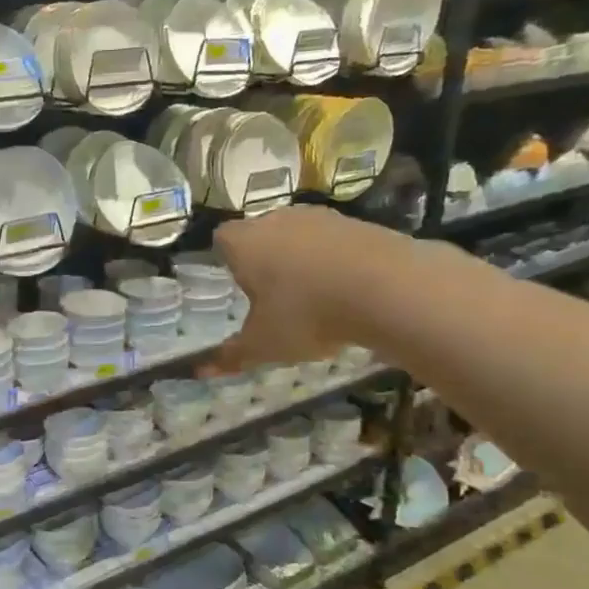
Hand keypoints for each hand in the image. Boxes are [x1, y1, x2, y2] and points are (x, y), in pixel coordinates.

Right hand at [202, 206, 406, 373]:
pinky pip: (334, 242)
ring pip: (299, 236)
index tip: (234, 284)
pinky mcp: (358, 223)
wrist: (387, 288)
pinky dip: (334, 262)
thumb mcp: (264, 345)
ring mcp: (321, 217)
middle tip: (271, 297)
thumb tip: (200, 371)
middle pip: (260, 234)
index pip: (221, 239)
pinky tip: (346, 291)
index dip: (225, 259)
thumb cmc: (306, 314)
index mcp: (245, 243)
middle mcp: (277, 220)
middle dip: (263, 260)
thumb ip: (231, 356)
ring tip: (312, 297)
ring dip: (300, 260)